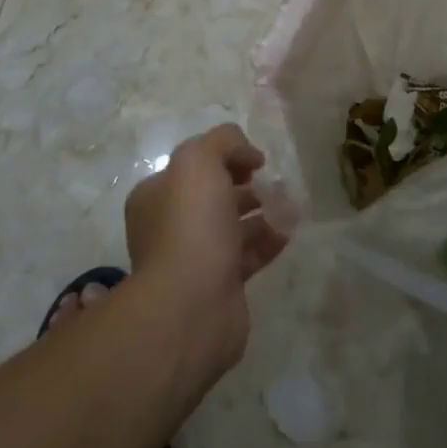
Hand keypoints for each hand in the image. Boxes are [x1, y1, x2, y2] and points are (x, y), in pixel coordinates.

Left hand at [124, 123, 286, 373]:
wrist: (191, 305)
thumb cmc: (190, 224)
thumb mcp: (199, 160)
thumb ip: (223, 141)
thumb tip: (247, 156)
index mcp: (156, 196)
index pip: (192, 167)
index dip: (224, 158)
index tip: (254, 162)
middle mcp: (171, 226)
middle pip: (214, 196)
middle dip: (246, 186)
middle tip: (273, 183)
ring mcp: (195, 258)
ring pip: (233, 226)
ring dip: (263, 212)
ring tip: (289, 205)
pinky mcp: (220, 286)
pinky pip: (248, 255)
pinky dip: (269, 241)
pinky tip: (288, 231)